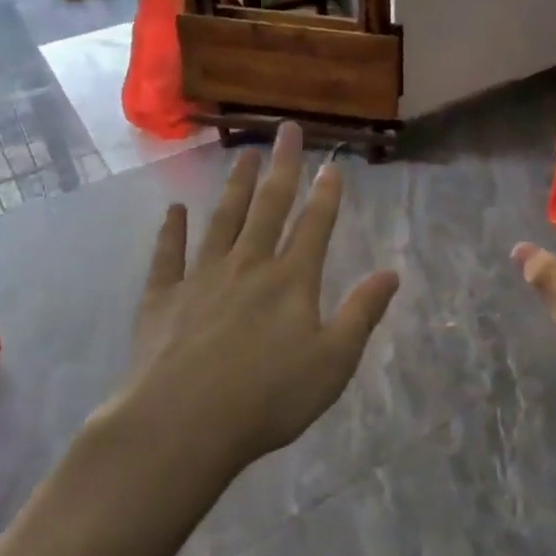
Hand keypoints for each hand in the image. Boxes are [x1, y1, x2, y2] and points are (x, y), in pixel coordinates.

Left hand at [100, 122, 398, 473]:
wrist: (182, 424)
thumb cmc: (268, 399)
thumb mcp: (333, 363)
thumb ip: (361, 314)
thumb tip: (391, 273)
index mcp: (291, 281)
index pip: (314, 226)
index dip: (326, 194)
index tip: (332, 164)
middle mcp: (248, 266)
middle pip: (268, 207)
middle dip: (281, 168)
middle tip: (285, 131)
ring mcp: (201, 278)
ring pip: (222, 220)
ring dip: (234, 187)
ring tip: (242, 155)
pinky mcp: (163, 298)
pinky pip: (168, 255)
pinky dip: (171, 230)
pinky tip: (174, 210)